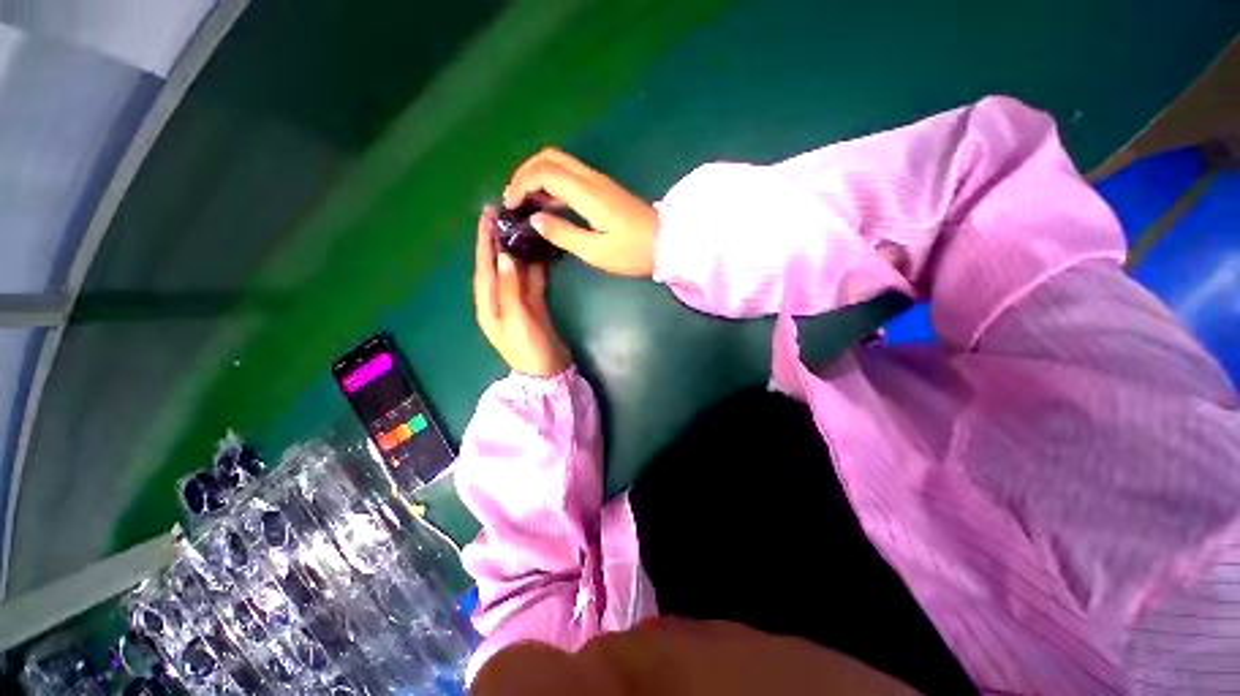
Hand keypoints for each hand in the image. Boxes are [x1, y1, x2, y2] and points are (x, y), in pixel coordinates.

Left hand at [474, 207, 571, 377]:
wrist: (548, 374)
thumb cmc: (529, 349)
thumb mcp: (518, 319)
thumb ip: (511, 288)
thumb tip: (505, 256)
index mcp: (488, 305)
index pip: (483, 267)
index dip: (484, 241)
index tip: (486, 215)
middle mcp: (499, 301)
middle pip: (497, 266)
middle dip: (498, 241)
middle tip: (504, 215)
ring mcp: (517, 303)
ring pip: (514, 272)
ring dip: (517, 251)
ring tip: (522, 228)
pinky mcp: (533, 307)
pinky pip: (531, 282)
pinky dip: (534, 268)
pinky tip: (539, 253)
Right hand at [504, 148, 658, 277]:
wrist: (665, 244)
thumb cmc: (631, 252)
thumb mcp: (595, 251)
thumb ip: (562, 234)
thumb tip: (535, 219)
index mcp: (586, 193)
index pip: (544, 173)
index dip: (521, 184)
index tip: (510, 204)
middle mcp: (591, 179)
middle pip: (549, 157)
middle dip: (525, 172)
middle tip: (514, 197)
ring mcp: (599, 182)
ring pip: (560, 163)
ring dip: (538, 176)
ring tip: (526, 202)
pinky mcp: (604, 189)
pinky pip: (571, 175)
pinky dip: (553, 183)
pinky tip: (549, 205)